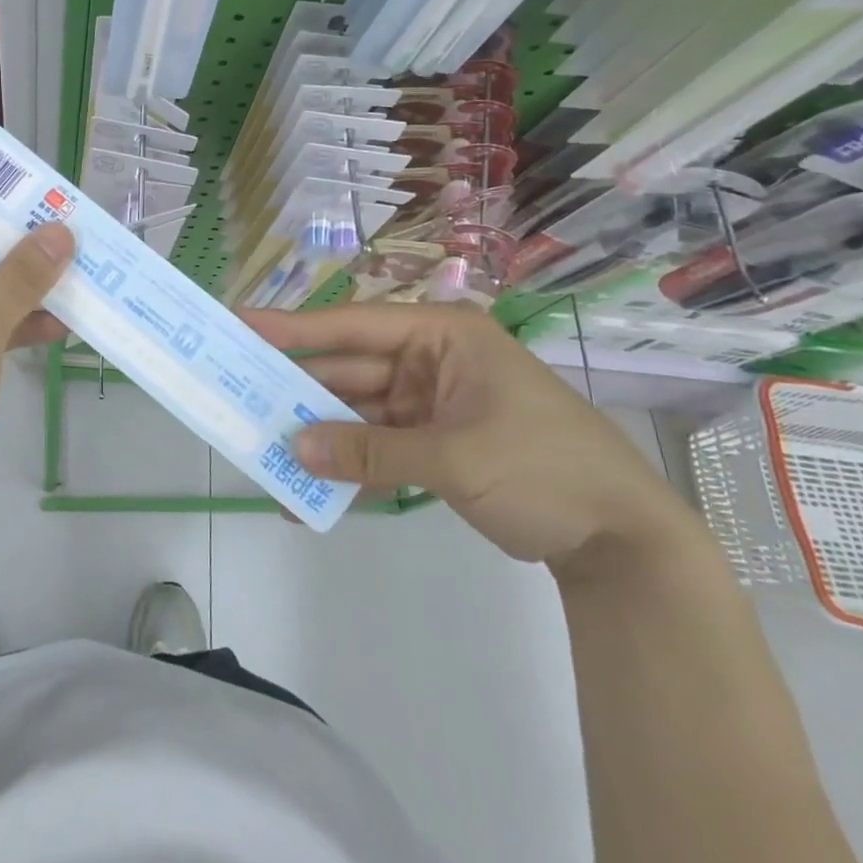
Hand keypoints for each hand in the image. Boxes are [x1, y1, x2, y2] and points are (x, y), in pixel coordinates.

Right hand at [242, 302, 697, 576]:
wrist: (621, 540)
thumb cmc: (544, 467)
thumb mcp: (454, 457)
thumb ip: (370, 451)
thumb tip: (294, 449)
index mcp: (441, 335)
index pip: (353, 323)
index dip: (294, 326)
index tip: (242, 325)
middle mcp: (429, 359)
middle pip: (349, 368)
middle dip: (299, 388)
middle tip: (241, 395)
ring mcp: (430, 402)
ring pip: (357, 410)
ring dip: (318, 433)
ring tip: (264, 448)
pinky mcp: (433, 442)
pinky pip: (377, 446)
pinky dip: (348, 467)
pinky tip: (310, 492)